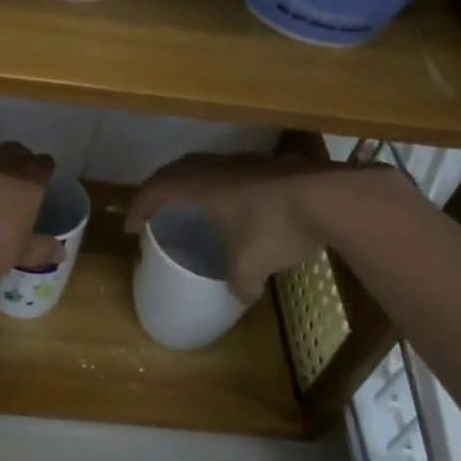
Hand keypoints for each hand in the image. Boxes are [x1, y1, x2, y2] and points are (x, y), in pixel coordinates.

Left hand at [0, 141, 60, 285]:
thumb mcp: (23, 252)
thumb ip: (42, 248)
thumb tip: (61, 252)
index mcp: (29, 180)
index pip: (43, 164)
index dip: (39, 172)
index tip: (35, 184)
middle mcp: (1, 160)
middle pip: (12, 150)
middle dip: (11, 162)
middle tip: (4, 183)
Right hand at [125, 152, 408, 301]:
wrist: (330, 197)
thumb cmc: (277, 227)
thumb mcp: (253, 264)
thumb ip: (240, 284)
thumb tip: (239, 299)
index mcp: (200, 187)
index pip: (156, 190)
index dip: (138, 207)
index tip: (131, 226)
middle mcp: (216, 168)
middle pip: (175, 170)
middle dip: (158, 189)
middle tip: (153, 209)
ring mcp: (244, 161)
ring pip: (203, 164)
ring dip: (188, 181)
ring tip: (189, 202)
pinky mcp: (268, 164)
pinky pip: (229, 168)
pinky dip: (218, 182)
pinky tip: (232, 200)